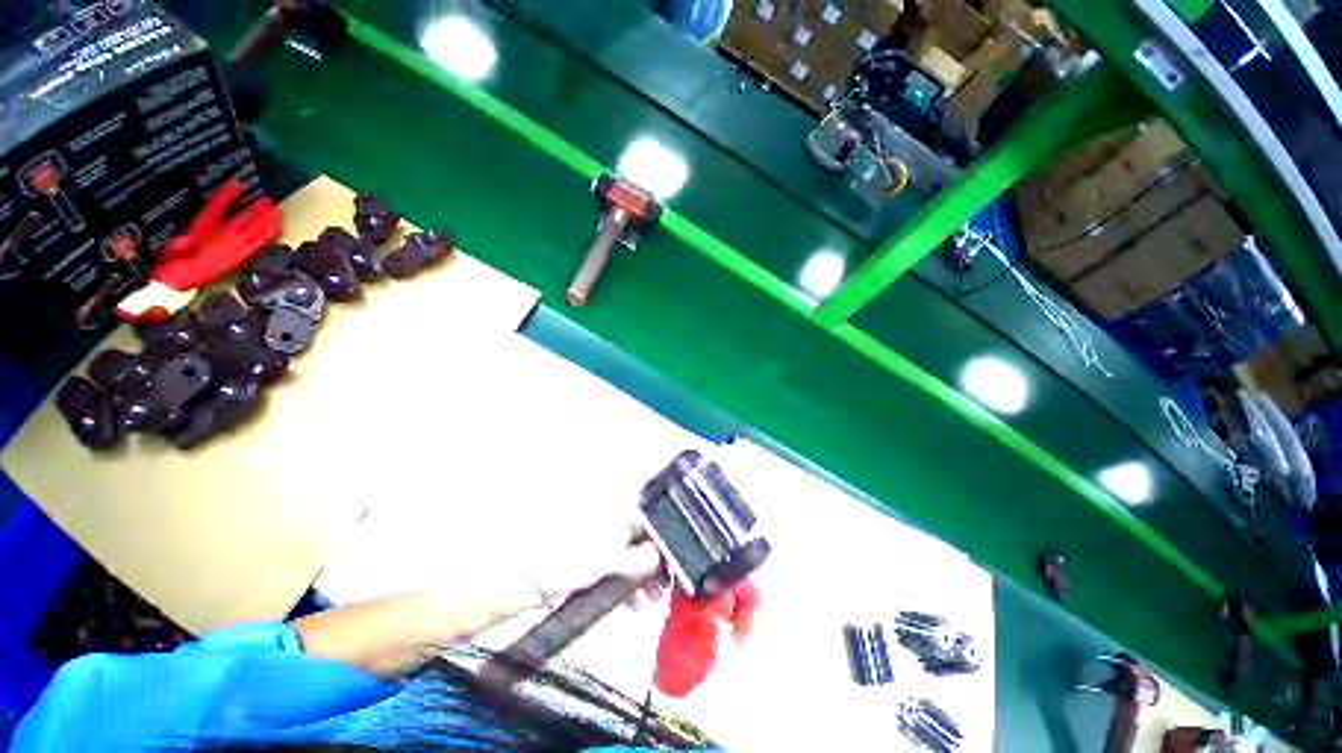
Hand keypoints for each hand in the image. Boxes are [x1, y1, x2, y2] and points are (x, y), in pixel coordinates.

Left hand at [535, 527, 665, 609]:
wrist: (536, 580)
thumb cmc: (569, 563)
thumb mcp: (607, 562)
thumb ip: (635, 559)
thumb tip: (657, 554)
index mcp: (619, 523)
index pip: (650, 530)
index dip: (663, 550)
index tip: (671, 569)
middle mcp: (615, 531)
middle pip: (643, 546)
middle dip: (654, 568)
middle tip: (663, 588)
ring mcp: (605, 548)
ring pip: (633, 561)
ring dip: (643, 580)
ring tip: (650, 601)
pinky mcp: (597, 564)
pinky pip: (620, 573)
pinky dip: (628, 586)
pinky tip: (632, 604)